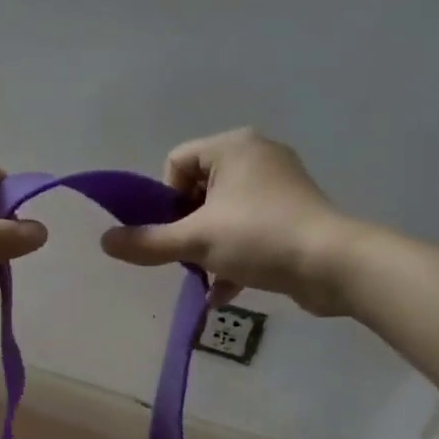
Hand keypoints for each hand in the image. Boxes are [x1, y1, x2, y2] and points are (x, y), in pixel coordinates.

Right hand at [100, 128, 352, 313]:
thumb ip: (147, 242)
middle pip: (198, 190)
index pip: (176, 163)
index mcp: (233, 147)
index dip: (165, 200)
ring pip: (223, 214)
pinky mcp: (294, 214)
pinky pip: (250, 229)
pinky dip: (235, 256)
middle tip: (188, 255)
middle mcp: (257, 156)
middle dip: (187, 228)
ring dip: (208, 247)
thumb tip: (104, 241)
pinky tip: (225, 290)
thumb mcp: (196, 241)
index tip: (174, 231)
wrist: (334, 266)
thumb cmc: (260, 238)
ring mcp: (279, 185)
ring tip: (205, 275)